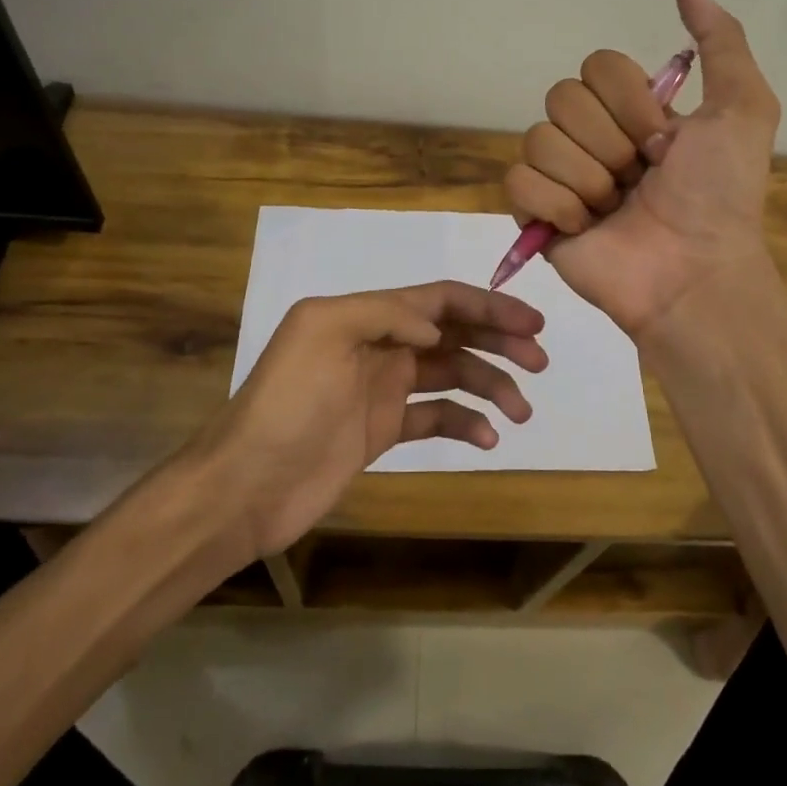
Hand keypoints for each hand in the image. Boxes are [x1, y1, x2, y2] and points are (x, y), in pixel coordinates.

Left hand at [196, 282, 546, 559]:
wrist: (246, 485)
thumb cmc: (287, 404)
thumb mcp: (322, 332)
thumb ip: (384, 313)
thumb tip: (436, 328)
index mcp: (366, 316)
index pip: (440, 300)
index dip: (488, 307)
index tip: (531, 323)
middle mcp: (380, 345)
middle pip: (455, 334)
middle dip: (500, 342)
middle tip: (540, 362)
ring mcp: (383, 389)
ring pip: (453, 375)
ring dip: (491, 386)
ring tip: (520, 412)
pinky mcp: (383, 430)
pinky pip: (436, 418)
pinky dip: (466, 423)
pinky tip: (487, 438)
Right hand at [505, 0, 781, 338]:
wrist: (692, 271)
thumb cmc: (720, 195)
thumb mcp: (743, 109)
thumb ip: (720, 41)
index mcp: (631, 110)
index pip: (596, 67)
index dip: (629, 103)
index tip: (664, 142)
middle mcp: (592, 136)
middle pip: (562, 98)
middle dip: (609, 142)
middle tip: (640, 178)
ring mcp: (561, 175)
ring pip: (538, 139)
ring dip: (587, 178)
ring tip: (614, 209)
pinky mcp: (536, 214)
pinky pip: (518, 182)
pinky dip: (555, 205)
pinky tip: (585, 228)